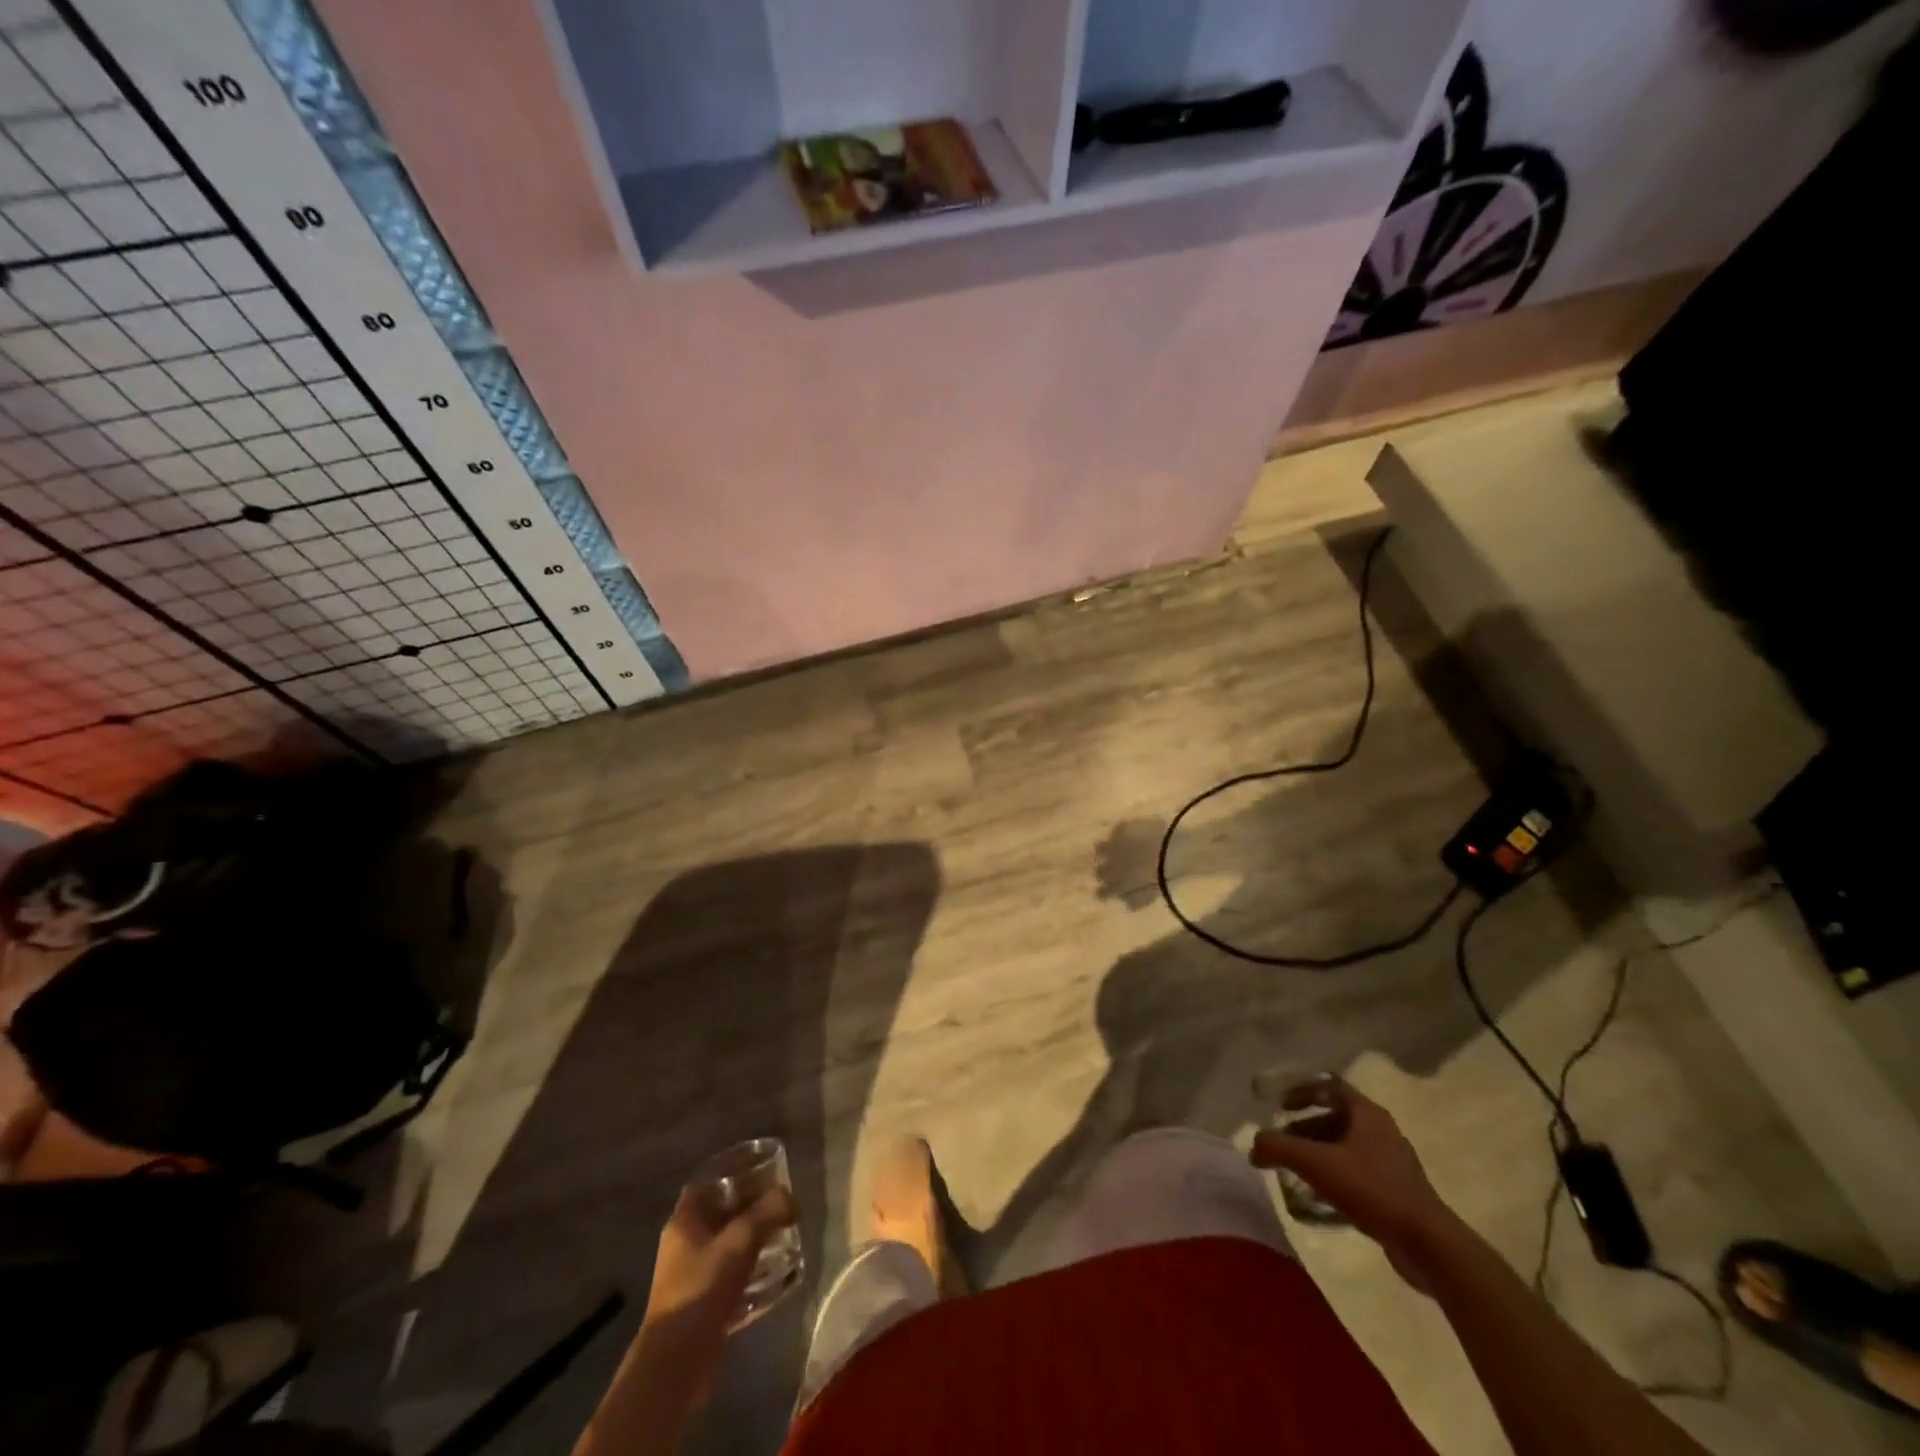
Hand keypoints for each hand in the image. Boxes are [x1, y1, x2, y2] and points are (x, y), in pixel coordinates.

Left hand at [639, 1184, 793, 1398]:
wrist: (675, 1364)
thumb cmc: (702, 1288)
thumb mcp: (740, 1242)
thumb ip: (767, 1213)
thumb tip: (789, 1196)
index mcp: (684, 1222)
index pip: (709, 1182)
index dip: (733, 1170)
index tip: (761, 1165)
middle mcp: (684, 1245)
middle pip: (720, 1213)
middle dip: (750, 1205)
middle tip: (781, 1200)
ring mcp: (691, 1277)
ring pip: (727, 1245)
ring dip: (753, 1238)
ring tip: (784, 1233)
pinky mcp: (702, 1306)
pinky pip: (730, 1277)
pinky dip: (752, 1270)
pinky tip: (777, 1273)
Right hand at [1250, 1082, 1457, 1291]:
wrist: (1428, 1245)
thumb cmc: (1371, 1189)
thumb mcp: (1316, 1163)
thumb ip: (1278, 1148)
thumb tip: (1253, 1145)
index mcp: (1367, 1113)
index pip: (1329, 1086)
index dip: (1302, 1091)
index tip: (1279, 1105)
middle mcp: (1381, 1131)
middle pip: (1335, 1118)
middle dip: (1304, 1128)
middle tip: (1282, 1142)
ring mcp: (1392, 1163)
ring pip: (1345, 1148)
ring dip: (1318, 1154)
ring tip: (1295, 1171)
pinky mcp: (1396, 1192)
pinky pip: (1357, 1174)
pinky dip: (1334, 1177)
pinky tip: (1319, 1198)